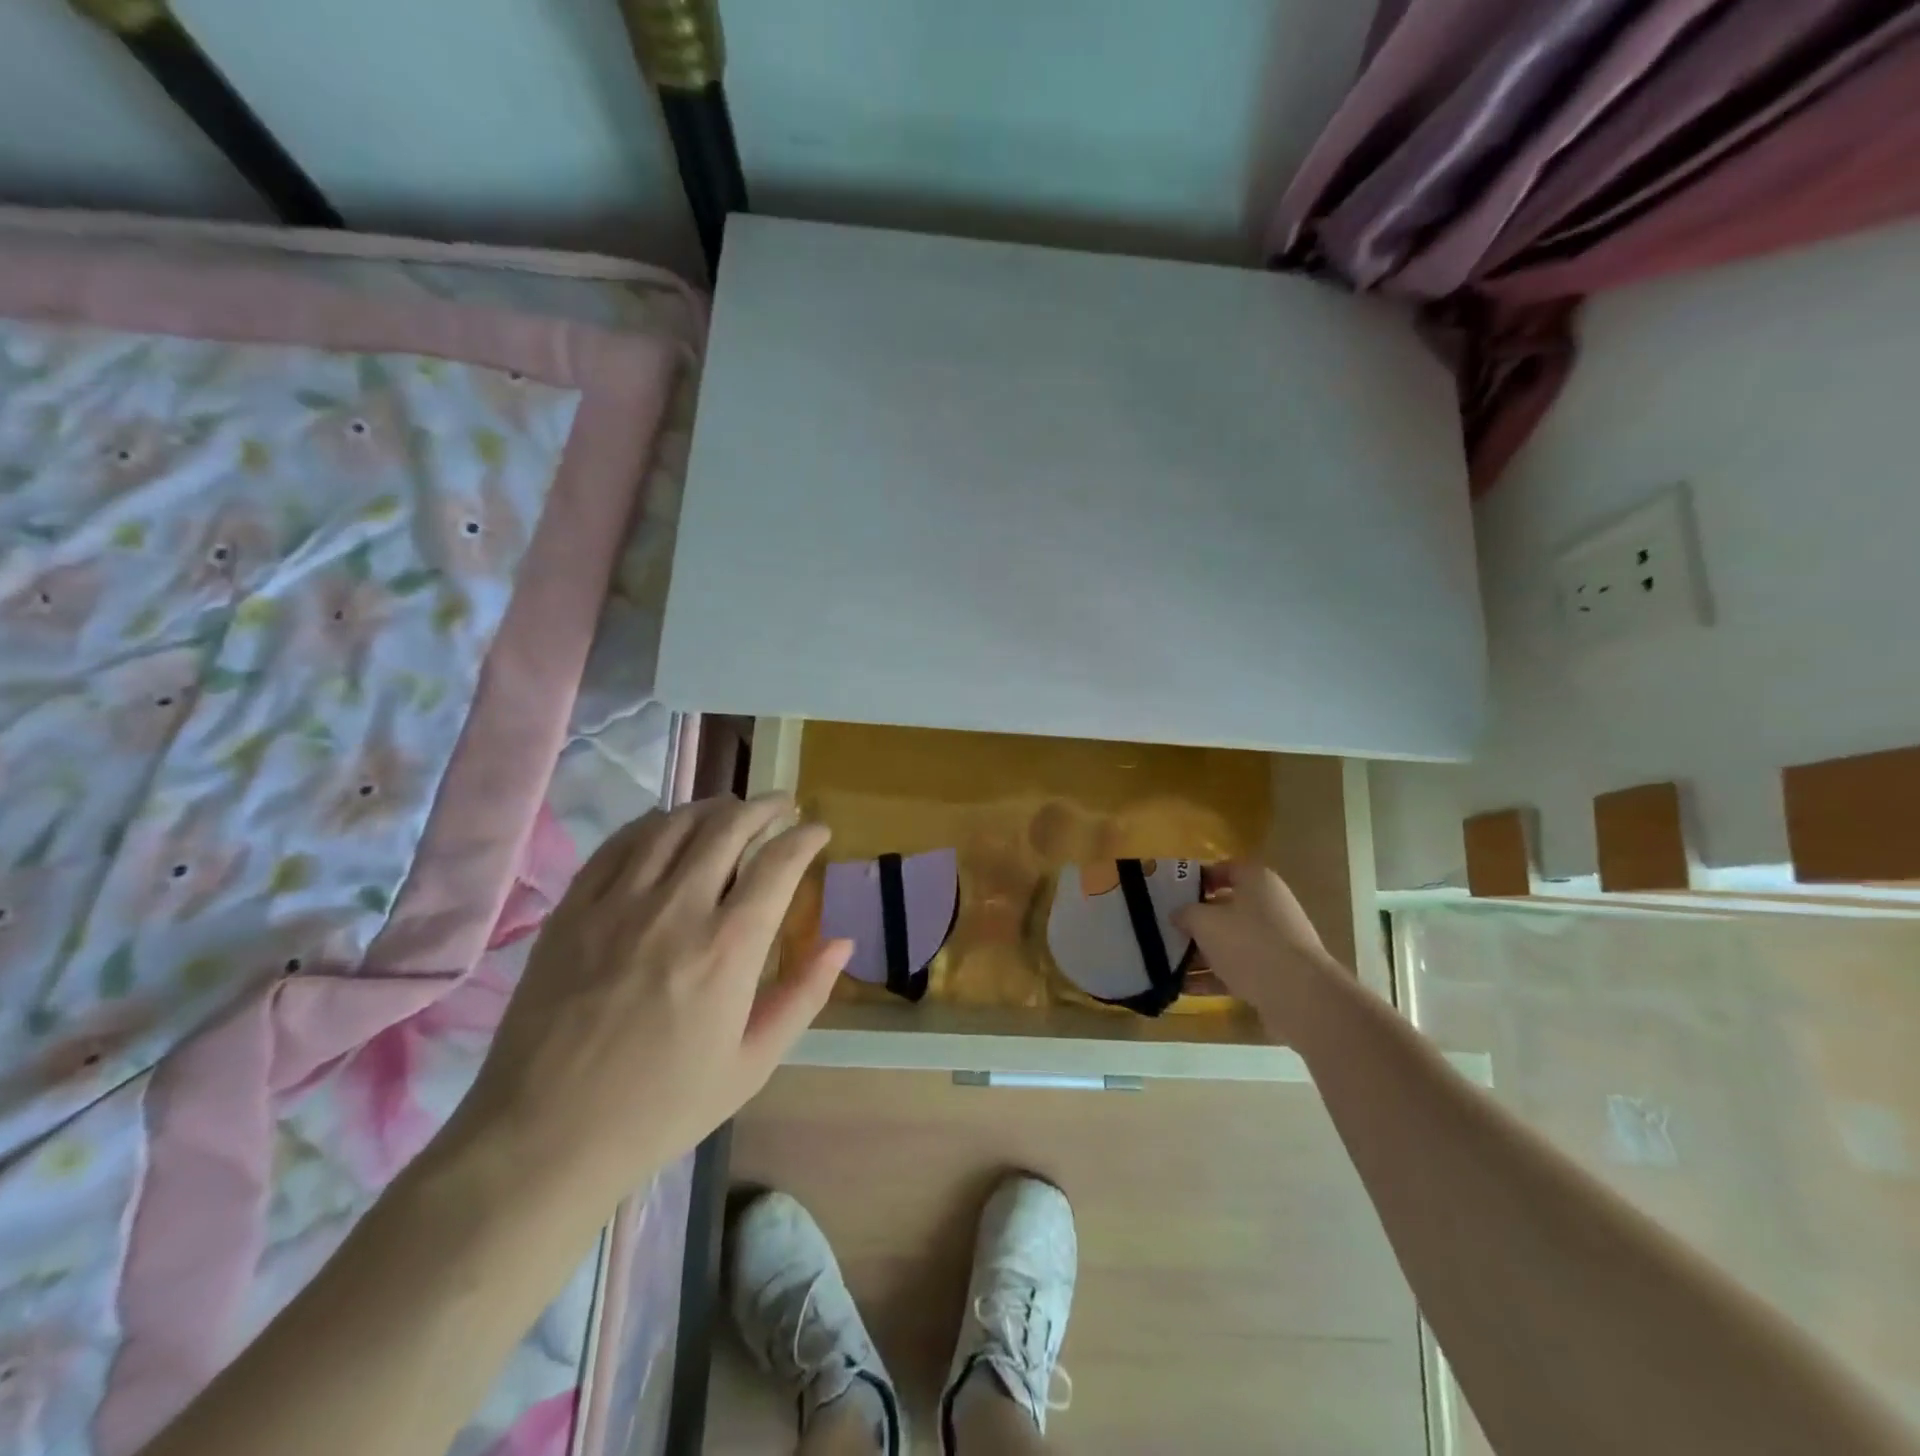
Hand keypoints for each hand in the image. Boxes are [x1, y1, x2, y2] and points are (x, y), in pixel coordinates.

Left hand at [448, 795, 850, 1219]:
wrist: (544, 1138)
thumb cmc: (661, 1108)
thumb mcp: (752, 1064)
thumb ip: (804, 995)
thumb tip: (842, 942)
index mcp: (728, 948)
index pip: (779, 862)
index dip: (805, 836)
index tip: (818, 830)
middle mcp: (677, 908)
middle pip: (728, 825)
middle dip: (764, 806)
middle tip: (781, 806)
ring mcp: (618, 903)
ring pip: (674, 824)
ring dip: (712, 807)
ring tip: (731, 810)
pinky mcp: (574, 909)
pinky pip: (619, 843)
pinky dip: (653, 823)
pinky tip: (666, 827)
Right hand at [1173, 860, 1340, 1040]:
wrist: (1299, 995)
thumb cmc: (1248, 943)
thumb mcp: (1204, 922)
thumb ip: (1185, 913)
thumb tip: (1177, 914)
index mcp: (1257, 881)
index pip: (1224, 869)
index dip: (1197, 878)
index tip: (1172, 892)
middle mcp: (1269, 906)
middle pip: (1225, 907)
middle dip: (1196, 920)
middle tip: (1167, 929)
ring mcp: (1275, 941)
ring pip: (1230, 941)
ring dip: (1201, 952)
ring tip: (1169, 963)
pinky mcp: (1276, 973)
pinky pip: (1238, 969)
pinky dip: (1213, 977)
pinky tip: (1185, 988)